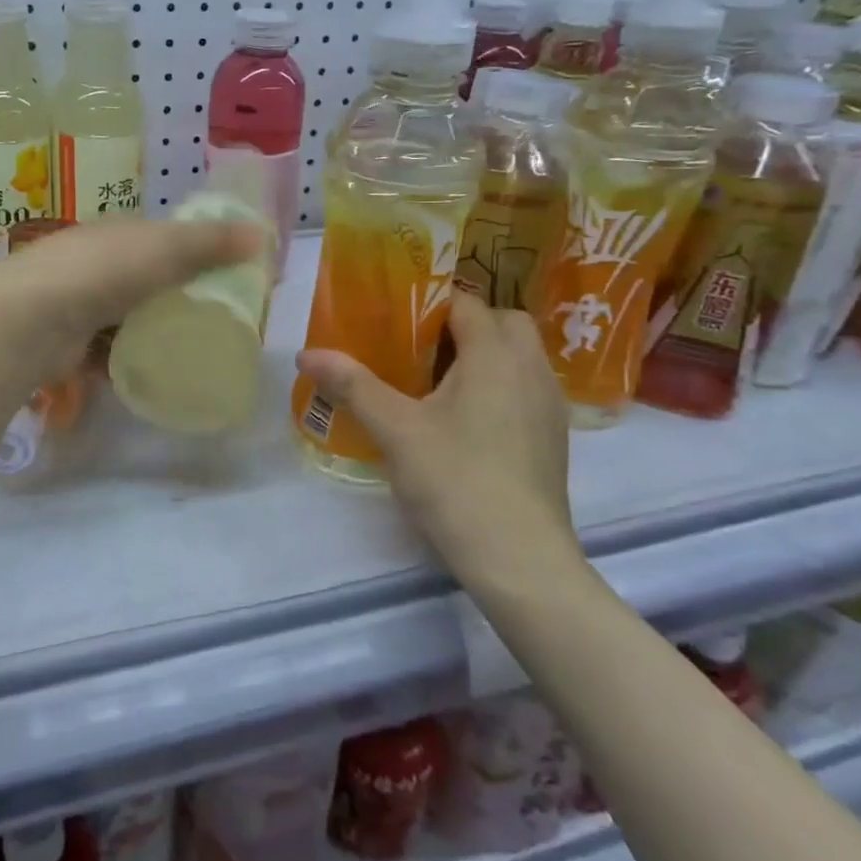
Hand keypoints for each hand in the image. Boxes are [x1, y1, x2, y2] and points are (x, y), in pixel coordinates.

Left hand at [0, 217, 263, 379]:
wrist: (30, 321)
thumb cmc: (103, 273)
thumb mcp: (165, 248)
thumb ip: (212, 242)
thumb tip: (263, 238)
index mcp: (117, 233)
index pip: (164, 238)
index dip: (198, 252)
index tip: (229, 277)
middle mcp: (94, 264)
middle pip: (146, 280)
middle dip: (176, 298)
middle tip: (215, 322)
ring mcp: (77, 304)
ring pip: (126, 319)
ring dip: (151, 333)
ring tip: (188, 353)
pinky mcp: (68, 344)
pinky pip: (106, 354)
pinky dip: (124, 362)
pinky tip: (148, 376)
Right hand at [295, 294, 587, 599]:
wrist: (520, 559)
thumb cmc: (455, 480)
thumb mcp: (395, 429)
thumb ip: (352, 385)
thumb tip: (306, 354)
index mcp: (495, 355)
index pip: (466, 302)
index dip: (429, 301)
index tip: (393, 317)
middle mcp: (532, 369)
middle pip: (503, 322)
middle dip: (465, 324)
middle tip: (419, 348)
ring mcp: (549, 405)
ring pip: (520, 355)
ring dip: (485, 354)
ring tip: (438, 381)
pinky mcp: (554, 437)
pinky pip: (526, 387)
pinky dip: (500, 384)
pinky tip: (466, 420)